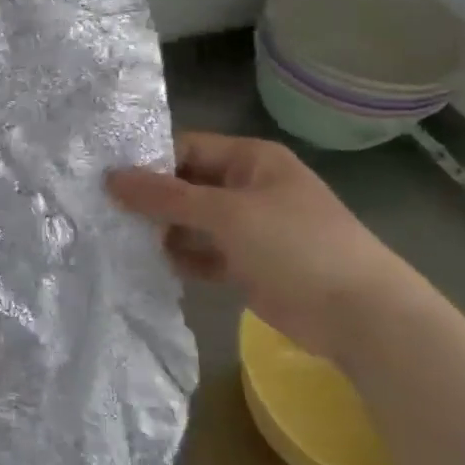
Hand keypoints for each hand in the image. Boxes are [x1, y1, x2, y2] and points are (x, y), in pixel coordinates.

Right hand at [107, 132, 434, 366]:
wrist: (359, 316)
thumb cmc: (295, 246)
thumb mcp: (226, 214)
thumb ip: (166, 197)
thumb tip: (110, 178)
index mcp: (250, 160)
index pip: (186, 148)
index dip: (148, 162)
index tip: (105, 181)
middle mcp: (247, 187)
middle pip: (186, 185)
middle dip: (151, 200)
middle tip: (104, 214)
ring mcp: (249, 227)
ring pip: (192, 221)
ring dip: (163, 231)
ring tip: (120, 241)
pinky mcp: (247, 264)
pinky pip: (203, 253)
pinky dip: (182, 258)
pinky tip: (153, 266)